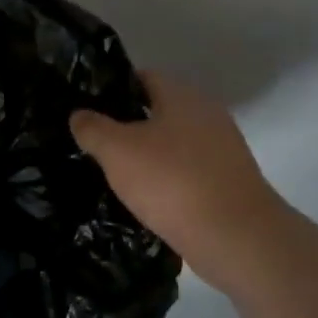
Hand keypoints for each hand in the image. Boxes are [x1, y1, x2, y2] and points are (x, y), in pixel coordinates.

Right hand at [70, 71, 285, 292]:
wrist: (237, 239)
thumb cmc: (172, 182)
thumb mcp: (117, 151)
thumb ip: (92, 128)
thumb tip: (79, 115)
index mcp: (182, 96)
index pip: (143, 78)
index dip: (113, 88)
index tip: (88, 107)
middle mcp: (207, 115)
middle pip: (159, 111)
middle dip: (128, 125)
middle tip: (95, 142)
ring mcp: (223, 151)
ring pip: (173, 144)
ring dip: (148, 156)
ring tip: (116, 173)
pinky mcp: (229, 184)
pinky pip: (188, 172)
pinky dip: (167, 181)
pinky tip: (147, 199)